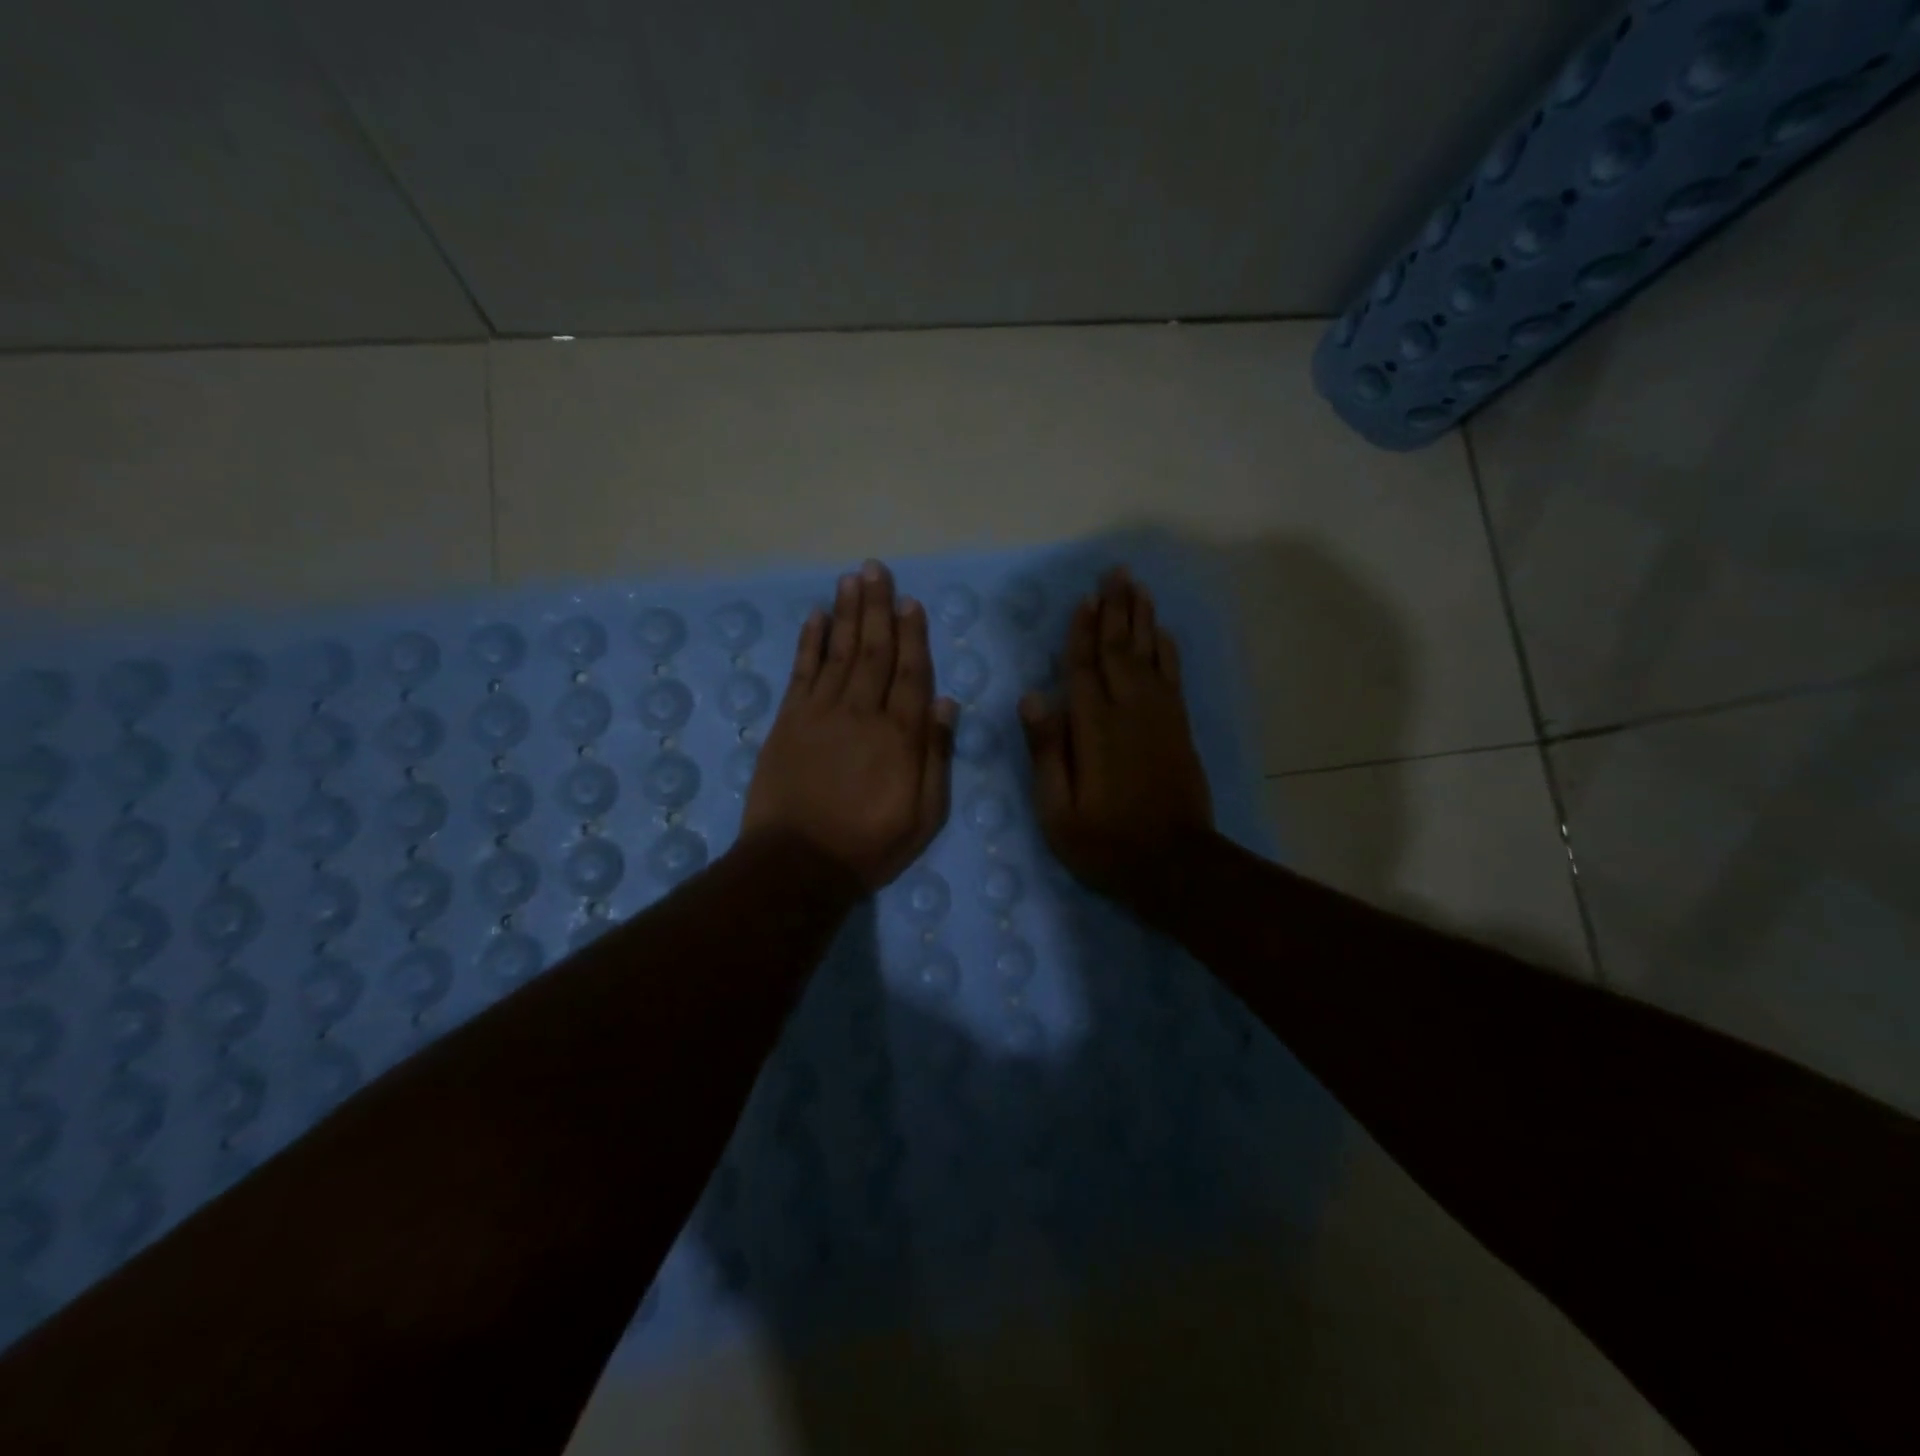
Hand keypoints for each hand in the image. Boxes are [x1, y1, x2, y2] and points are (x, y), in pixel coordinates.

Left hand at [742, 559, 956, 891]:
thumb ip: (937, 756)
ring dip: (847, 613)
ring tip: (852, 579)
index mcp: (900, 735)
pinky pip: (801, 672)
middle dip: (877, 607)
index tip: (910, 601)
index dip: (913, 634)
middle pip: (874, 650)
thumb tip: (946, 702)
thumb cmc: (869, 844)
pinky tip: (816, 617)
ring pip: (839, 651)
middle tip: (876, 569)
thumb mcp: (925, 815)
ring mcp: (821, 713)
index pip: (911, 672)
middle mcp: (862, 712)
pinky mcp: (788, 721)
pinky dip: (809, 642)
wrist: (798, 864)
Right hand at [1020, 566, 1213, 904]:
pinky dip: (1166, 650)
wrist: (1175, 865)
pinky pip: (1172, 676)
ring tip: (1137, 587)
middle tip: (1115, 572)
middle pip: (1120, 649)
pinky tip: (1162, 632)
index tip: (1085, 598)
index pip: (1083, 667)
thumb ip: (1045, 751)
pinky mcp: (1179, 728)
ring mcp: (1159, 717)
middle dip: (1116, 609)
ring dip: (1142, 619)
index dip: (1082, 631)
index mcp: (1094, 728)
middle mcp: (1129, 710)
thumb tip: (1031, 696)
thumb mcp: (1057, 810)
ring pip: (1148, 655)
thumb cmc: (1105, 842)